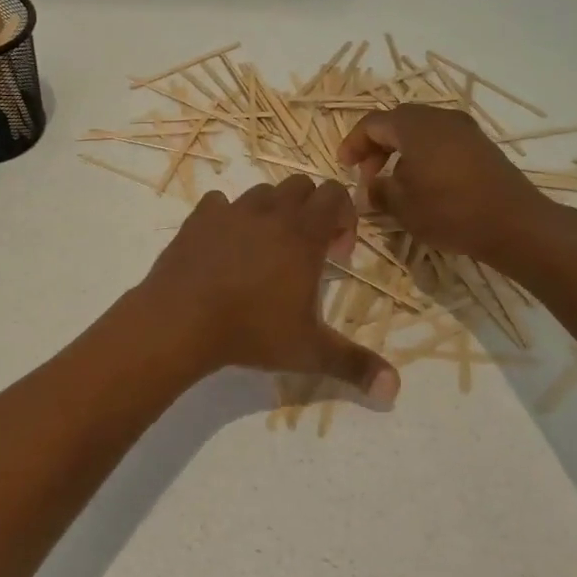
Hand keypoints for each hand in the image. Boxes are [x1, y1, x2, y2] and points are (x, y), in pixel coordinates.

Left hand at [139, 177, 399, 405]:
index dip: (344, 217)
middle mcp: (270, 212)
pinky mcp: (198, 218)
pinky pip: (218, 203)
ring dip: (271, 212)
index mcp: (303, 233)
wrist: (181, 320)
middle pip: (300, 185)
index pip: (335, 194)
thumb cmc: (252, 331)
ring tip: (265, 250)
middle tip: (305, 251)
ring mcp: (231, 211)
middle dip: (310, 209)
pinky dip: (226, 217)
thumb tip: (394, 391)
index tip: (336, 255)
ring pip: (261, 193)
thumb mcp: (309, 352)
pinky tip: (224, 247)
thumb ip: (354, 365)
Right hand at [339, 105, 576, 270]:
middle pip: (397, 122)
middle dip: (377, 147)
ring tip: (394, 182)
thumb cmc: (450, 210)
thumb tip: (370, 188)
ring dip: (400, 152)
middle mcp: (440, 117)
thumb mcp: (402, 205)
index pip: (372, 123)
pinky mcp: (481, 146)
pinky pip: (441, 141)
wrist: (516, 224)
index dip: (353, 143)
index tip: (344, 166)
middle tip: (367, 175)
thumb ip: (378, 191)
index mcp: (414, 125)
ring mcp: (465, 129)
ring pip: (420, 131)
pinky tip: (424, 184)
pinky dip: (423, 155)